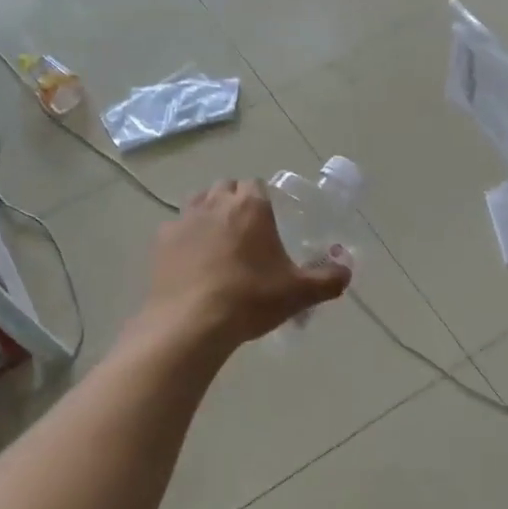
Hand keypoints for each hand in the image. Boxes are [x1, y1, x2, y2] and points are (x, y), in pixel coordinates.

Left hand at [141, 180, 350, 348]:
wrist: (191, 324)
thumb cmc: (249, 299)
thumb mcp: (298, 293)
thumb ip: (328, 279)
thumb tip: (347, 272)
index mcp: (250, 206)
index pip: (256, 185)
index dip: (263, 200)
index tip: (270, 221)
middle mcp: (214, 204)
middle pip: (225, 188)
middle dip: (235, 202)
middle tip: (247, 233)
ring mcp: (183, 221)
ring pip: (198, 203)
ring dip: (209, 215)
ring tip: (220, 245)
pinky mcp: (160, 243)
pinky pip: (176, 229)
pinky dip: (186, 239)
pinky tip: (194, 264)